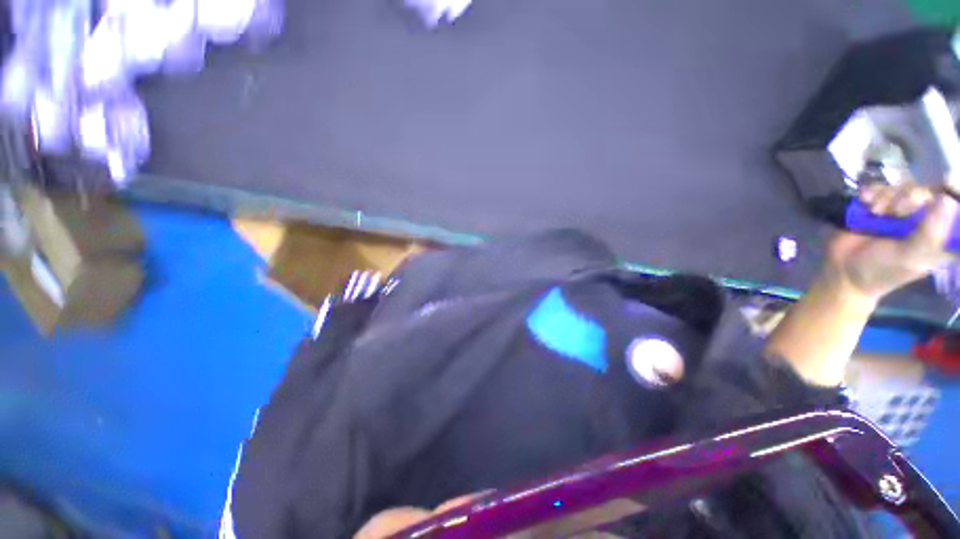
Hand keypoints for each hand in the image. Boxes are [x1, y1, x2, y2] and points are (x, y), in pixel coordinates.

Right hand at [826, 182, 957, 302]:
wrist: (843, 271)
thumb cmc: (882, 270)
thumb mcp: (910, 257)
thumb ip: (929, 232)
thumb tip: (947, 199)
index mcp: (940, 235)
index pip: (953, 207)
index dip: (947, 199)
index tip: (936, 199)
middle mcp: (924, 220)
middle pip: (926, 192)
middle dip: (908, 198)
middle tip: (894, 212)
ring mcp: (900, 212)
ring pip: (902, 188)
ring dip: (887, 196)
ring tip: (874, 211)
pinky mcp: (878, 206)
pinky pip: (880, 188)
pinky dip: (871, 192)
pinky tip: (864, 200)